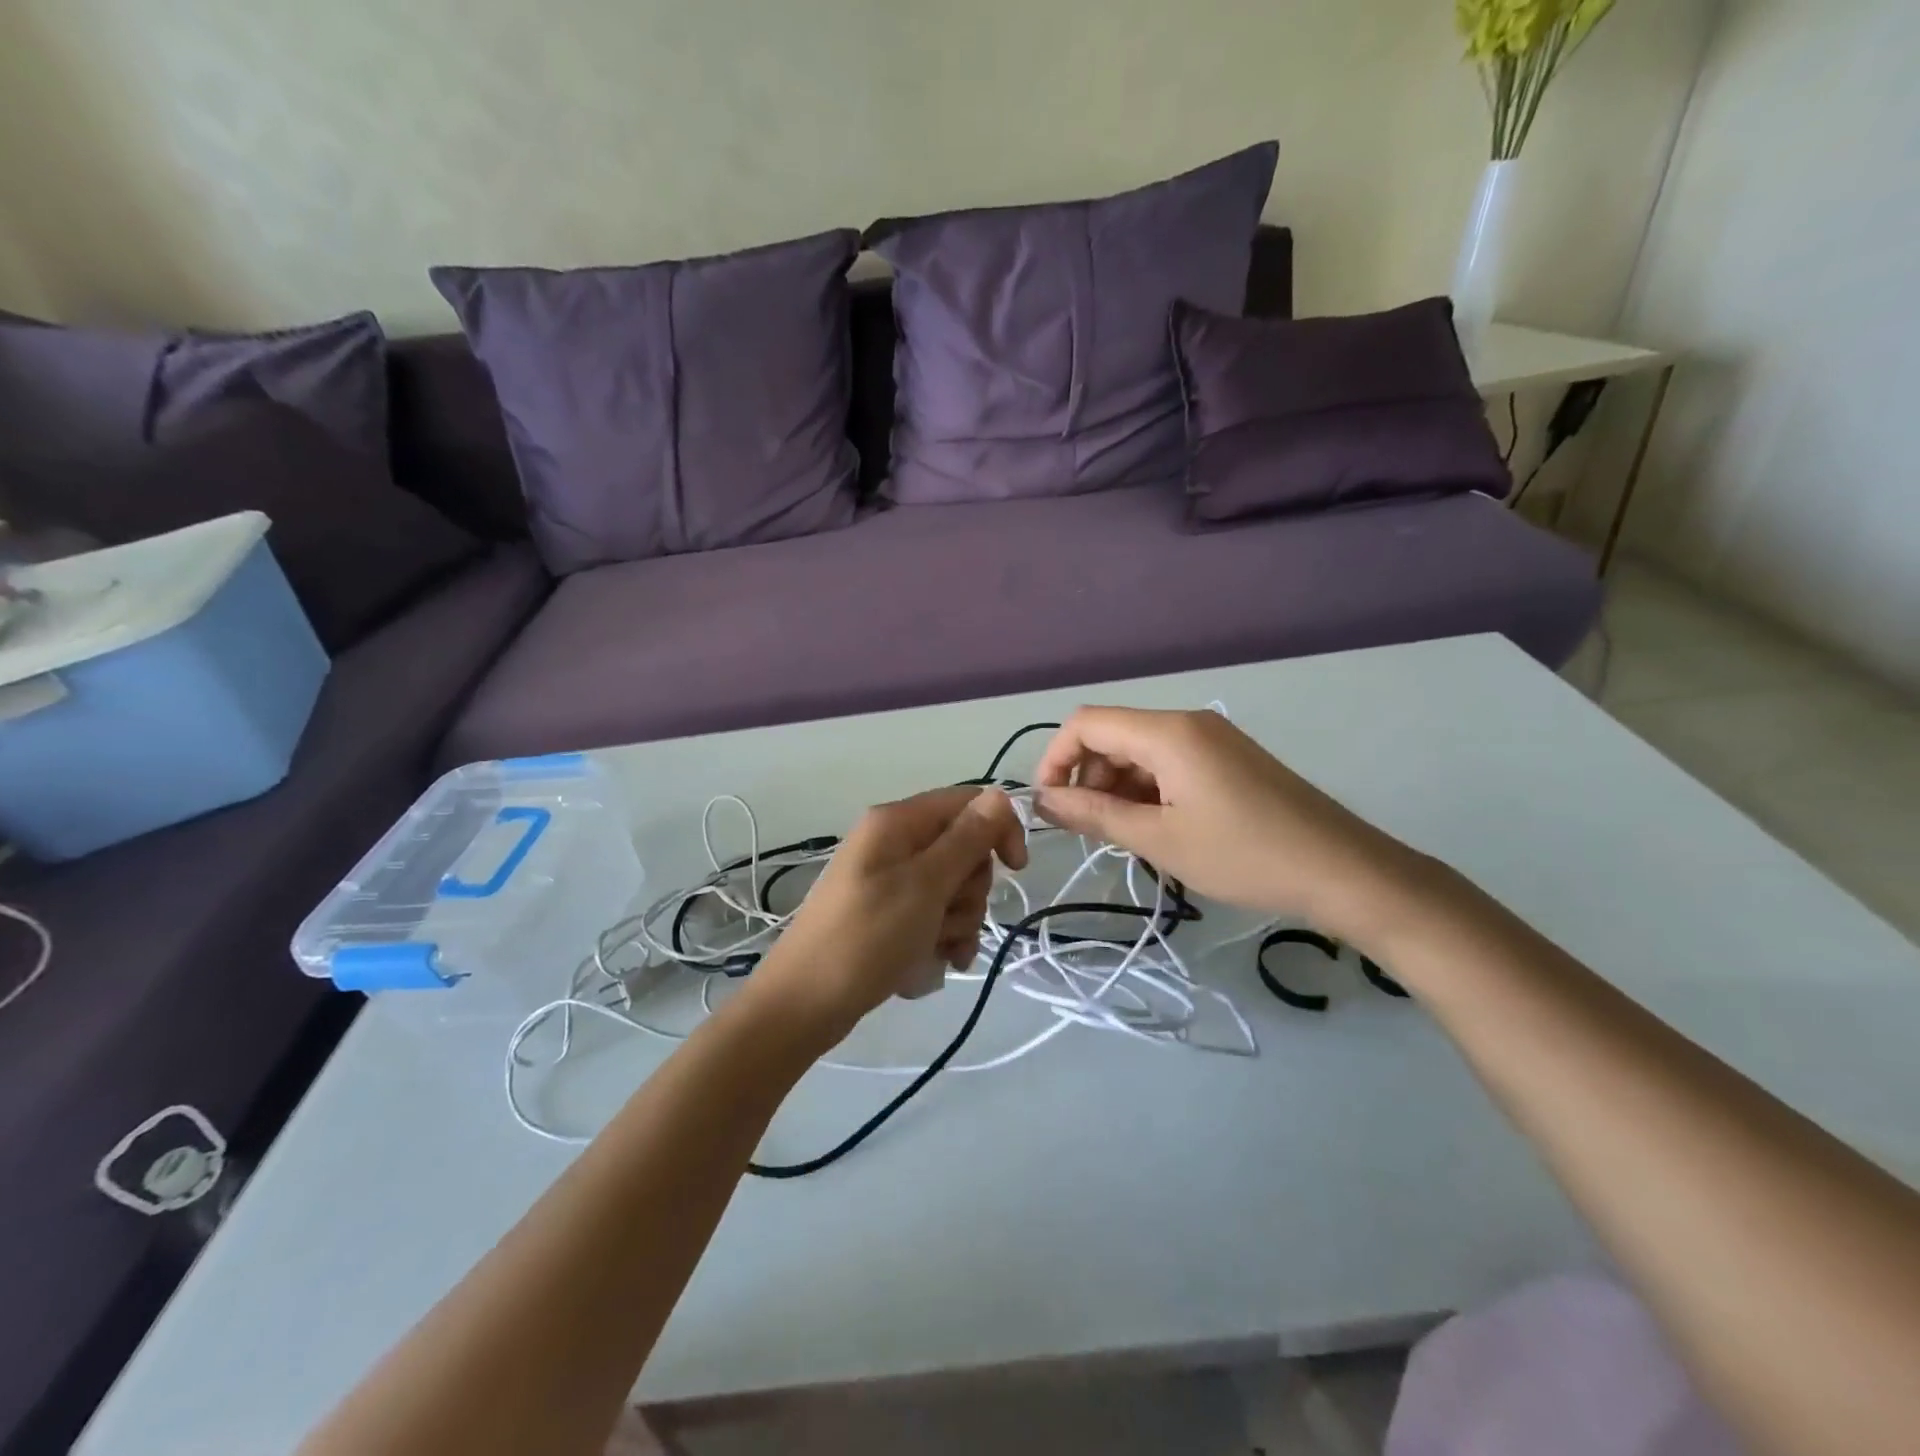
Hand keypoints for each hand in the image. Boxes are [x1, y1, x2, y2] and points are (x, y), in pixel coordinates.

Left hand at [748, 787, 1028, 1041]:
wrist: (804, 1004)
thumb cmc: (867, 937)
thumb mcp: (925, 885)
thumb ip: (967, 839)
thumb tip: (1000, 796)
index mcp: (897, 822)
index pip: (968, 803)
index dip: (998, 830)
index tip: (1016, 869)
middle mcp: (894, 843)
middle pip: (964, 850)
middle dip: (970, 889)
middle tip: (949, 917)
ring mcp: (890, 881)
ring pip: (953, 888)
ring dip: (958, 922)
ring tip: (936, 949)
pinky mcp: (889, 915)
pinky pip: (934, 916)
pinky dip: (942, 938)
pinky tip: (935, 964)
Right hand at [1034, 707, 1427, 943]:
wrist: (1342, 871)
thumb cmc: (1244, 856)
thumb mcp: (1160, 840)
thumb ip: (1094, 814)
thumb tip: (1042, 800)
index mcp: (1168, 733)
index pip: (1087, 723)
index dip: (1056, 759)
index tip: (1050, 806)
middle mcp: (1187, 723)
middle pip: (1113, 736)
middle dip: (1089, 778)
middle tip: (1095, 831)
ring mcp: (1213, 739)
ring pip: (1141, 752)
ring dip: (1120, 789)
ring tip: (1130, 837)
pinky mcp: (1229, 758)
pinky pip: (1171, 764)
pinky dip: (1150, 792)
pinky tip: (1162, 830)